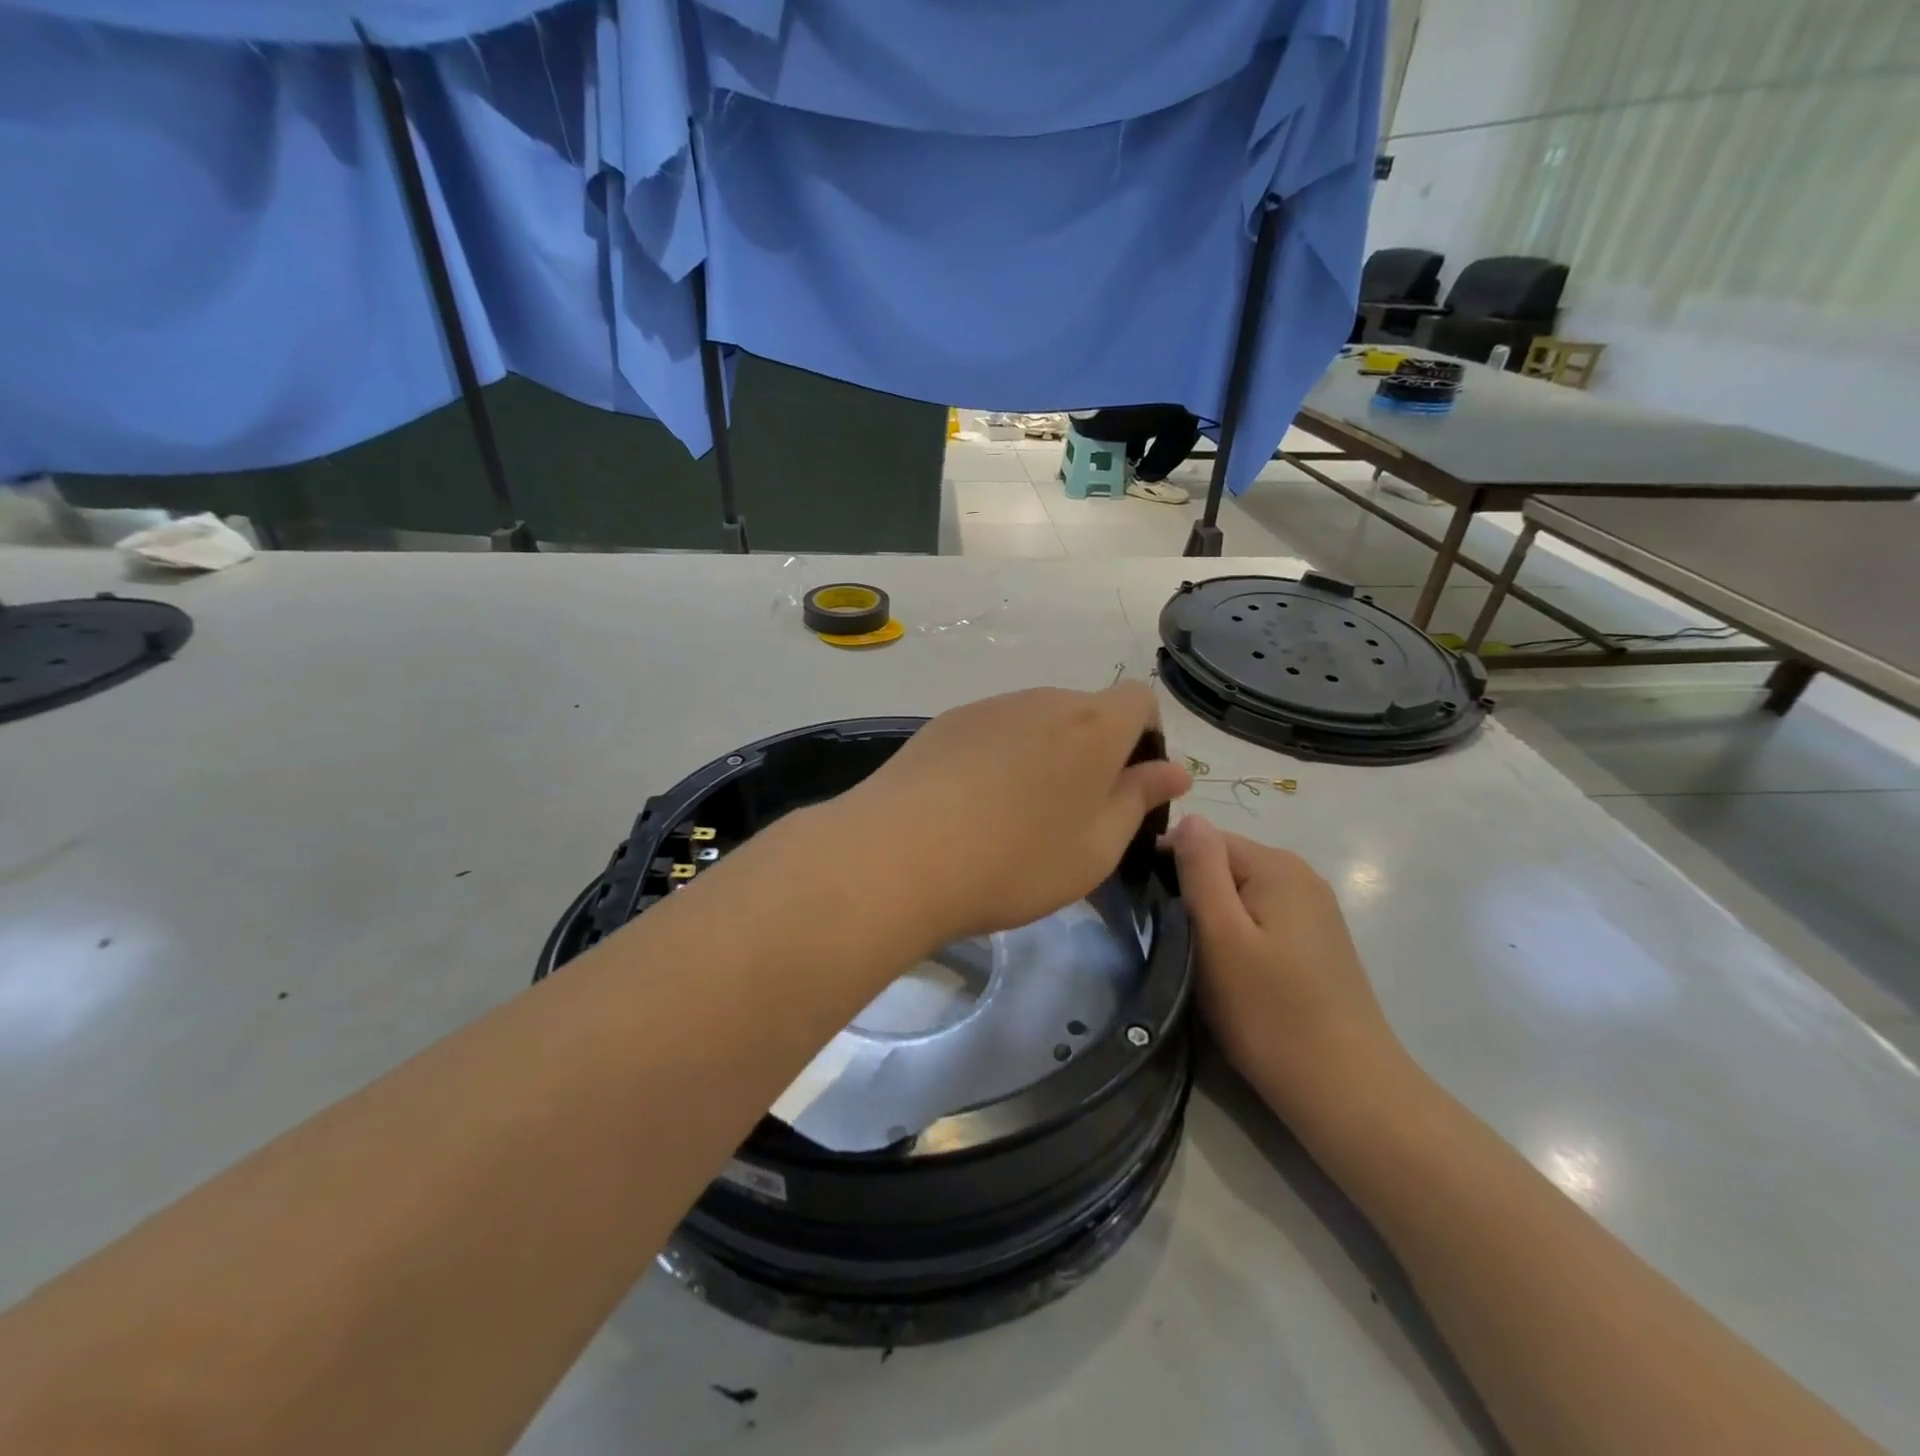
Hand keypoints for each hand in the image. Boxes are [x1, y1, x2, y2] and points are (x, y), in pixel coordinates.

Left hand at [835, 683, 1190, 948]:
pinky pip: (993, 731)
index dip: (1145, 738)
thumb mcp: (1097, 847)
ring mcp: (989, 707)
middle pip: (1086, 712)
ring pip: (1037, 722)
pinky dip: (999, 758)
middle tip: (1072, 815)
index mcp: (1093, 725)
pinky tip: (971, 806)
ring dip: (1044, 756)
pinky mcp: (946, 722)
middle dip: (1093, 752)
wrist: (899, 855)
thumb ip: (1138, 800)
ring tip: (1015, 817)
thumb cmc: (1017, 860)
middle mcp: (1043, 700)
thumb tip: (1172, 770)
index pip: (1140, 700)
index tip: (1127, 787)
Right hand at [1166, 815, 1404, 1118]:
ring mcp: (1315, 910)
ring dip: (1215, 918)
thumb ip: (1201, 869)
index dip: (1170, 867)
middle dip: (1193, 894)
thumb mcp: (1219, 935)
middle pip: (1225, 864)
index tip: (1151, 911)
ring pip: (1242, 894)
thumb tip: (1189, 817)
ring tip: (1199, 960)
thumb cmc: (1269, 1011)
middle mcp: (1301, 875)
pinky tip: (1235, 973)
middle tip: (1174, 942)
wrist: (1346, 1089)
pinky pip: (1263, 918)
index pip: (1204, 839)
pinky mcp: (1319, 942)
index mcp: (1276, 865)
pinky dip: (1240, 935)